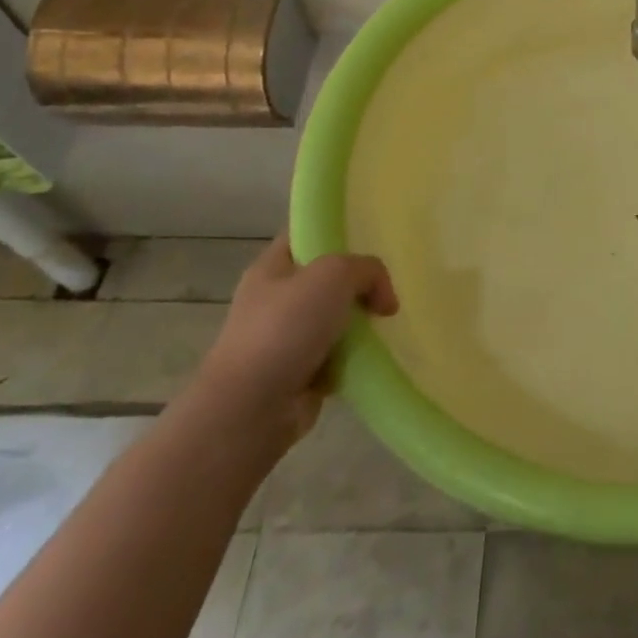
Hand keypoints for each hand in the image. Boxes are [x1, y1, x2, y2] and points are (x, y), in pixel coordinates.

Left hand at [195, 235, 399, 441]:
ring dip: (360, 323)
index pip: (305, 233)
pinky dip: (354, 357)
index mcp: (272, 268)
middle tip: (386, 286)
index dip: (336, 228)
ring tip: (386, 322)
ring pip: (336, 317)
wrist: (251, 409)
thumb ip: (368, 270)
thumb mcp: (334, 275)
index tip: (370, 235)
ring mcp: (285, 339)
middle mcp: (275, 299)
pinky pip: (338, 354)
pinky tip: (372, 356)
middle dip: (357, 282)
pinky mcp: (298, 373)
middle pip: (326, 278)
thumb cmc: (285, 328)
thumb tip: (384, 300)